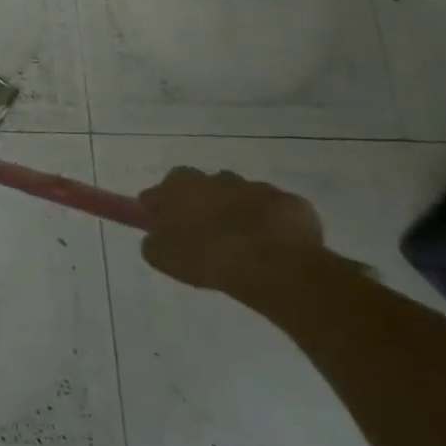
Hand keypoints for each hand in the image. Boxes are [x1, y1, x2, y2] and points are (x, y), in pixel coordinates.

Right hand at [136, 167, 326, 291]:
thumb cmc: (206, 257)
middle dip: (200, 208)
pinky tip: (273, 250)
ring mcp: (256, 188)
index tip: (165, 233)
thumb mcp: (161, 256)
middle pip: (200, 190)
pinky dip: (272, 226)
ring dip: (237, 214)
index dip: (159, 213)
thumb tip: (159, 236)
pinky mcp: (291, 203)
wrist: (274, 266)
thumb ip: (154, 240)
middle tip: (205, 240)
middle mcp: (214, 178)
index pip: (157, 194)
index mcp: (179, 186)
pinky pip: (275, 213)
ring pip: (240, 198)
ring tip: (243, 248)